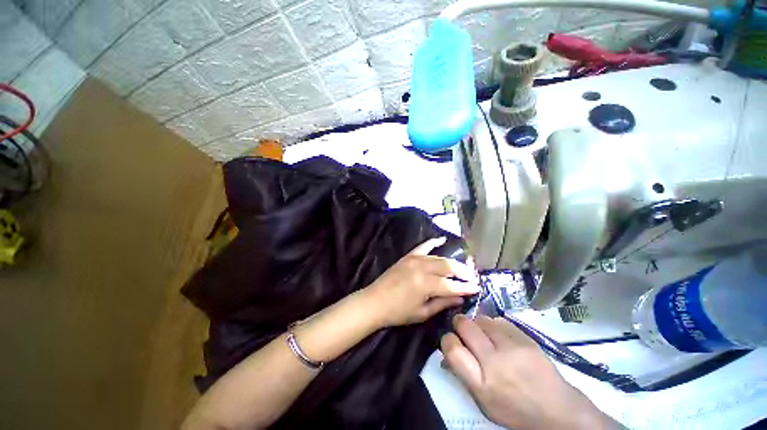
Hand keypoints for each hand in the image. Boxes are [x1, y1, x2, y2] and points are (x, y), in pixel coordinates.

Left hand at [362, 237, 479, 327]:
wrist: (375, 301)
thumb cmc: (398, 312)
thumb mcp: (422, 313)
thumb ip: (443, 303)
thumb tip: (461, 297)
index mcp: (426, 285)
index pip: (452, 285)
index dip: (467, 287)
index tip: (478, 288)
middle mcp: (422, 268)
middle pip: (449, 266)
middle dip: (464, 272)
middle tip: (474, 277)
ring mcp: (414, 259)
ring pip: (439, 257)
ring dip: (453, 261)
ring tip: (464, 267)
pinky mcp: (408, 256)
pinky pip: (423, 246)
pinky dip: (433, 242)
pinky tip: (443, 239)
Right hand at [441, 315, 619, 429]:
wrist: (557, 411)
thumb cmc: (515, 410)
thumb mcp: (483, 402)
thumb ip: (463, 375)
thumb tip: (446, 353)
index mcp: (481, 384)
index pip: (453, 349)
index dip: (447, 339)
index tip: (451, 339)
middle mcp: (495, 363)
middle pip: (465, 326)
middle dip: (459, 323)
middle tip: (462, 328)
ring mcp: (512, 348)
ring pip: (482, 319)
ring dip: (478, 323)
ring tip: (484, 333)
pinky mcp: (526, 339)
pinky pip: (500, 321)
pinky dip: (494, 325)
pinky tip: (500, 335)